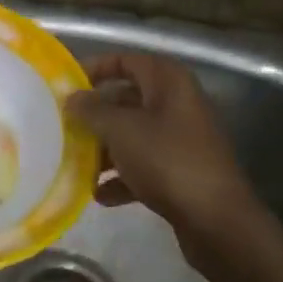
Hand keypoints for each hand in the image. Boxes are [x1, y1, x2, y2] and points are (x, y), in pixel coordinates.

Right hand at [64, 53, 263, 254]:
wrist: (217, 221)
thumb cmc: (167, 160)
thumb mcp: (121, 130)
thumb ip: (92, 110)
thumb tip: (72, 98)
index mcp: (169, 82)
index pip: (126, 60)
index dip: (95, 68)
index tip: (66, 85)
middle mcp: (178, 105)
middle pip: (127, 100)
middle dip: (96, 114)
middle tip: (65, 125)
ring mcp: (182, 140)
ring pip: (134, 135)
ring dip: (105, 149)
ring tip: (76, 163)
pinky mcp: (182, 172)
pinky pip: (144, 165)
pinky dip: (123, 177)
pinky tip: (100, 194)